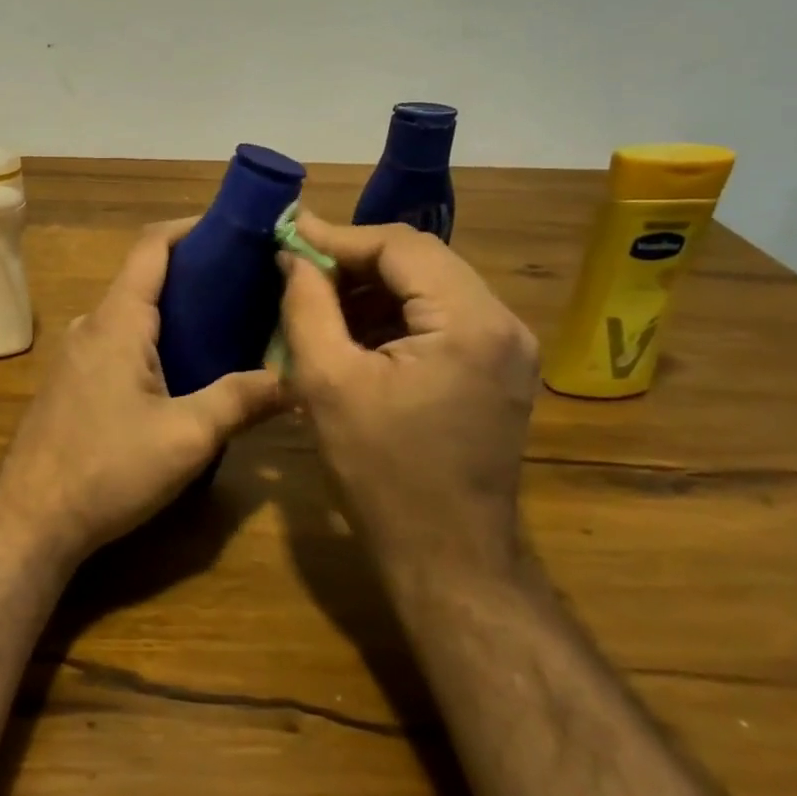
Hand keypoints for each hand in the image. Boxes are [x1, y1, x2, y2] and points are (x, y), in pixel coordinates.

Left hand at [0, 221, 283, 566]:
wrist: (30, 519)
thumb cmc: (107, 468)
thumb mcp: (187, 437)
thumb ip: (241, 401)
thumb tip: (296, 378)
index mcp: (118, 319)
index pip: (152, 246)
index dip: (191, 228)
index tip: (236, 229)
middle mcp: (92, 324)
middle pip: (145, 278)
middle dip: (195, 273)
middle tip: (249, 285)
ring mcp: (76, 354)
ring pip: (132, 314)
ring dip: (175, 311)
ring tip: (228, 325)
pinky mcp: (72, 382)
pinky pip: (119, 342)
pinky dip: (155, 339)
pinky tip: (184, 370)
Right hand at [278, 212, 539, 580]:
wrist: (449, 562)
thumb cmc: (381, 473)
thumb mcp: (326, 382)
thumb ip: (306, 304)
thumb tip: (294, 254)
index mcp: (469, 322)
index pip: (400, 246)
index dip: (339, 236)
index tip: (288, 233)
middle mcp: (502, 324)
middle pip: (421, 260)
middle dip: (355, 259)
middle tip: (300, 267)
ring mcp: (508, 349)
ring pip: (430, 285)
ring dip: (373, 286)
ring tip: (319, 299)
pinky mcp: (499, 371)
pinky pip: (441, 318)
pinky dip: (395, 314)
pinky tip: (354, 332)